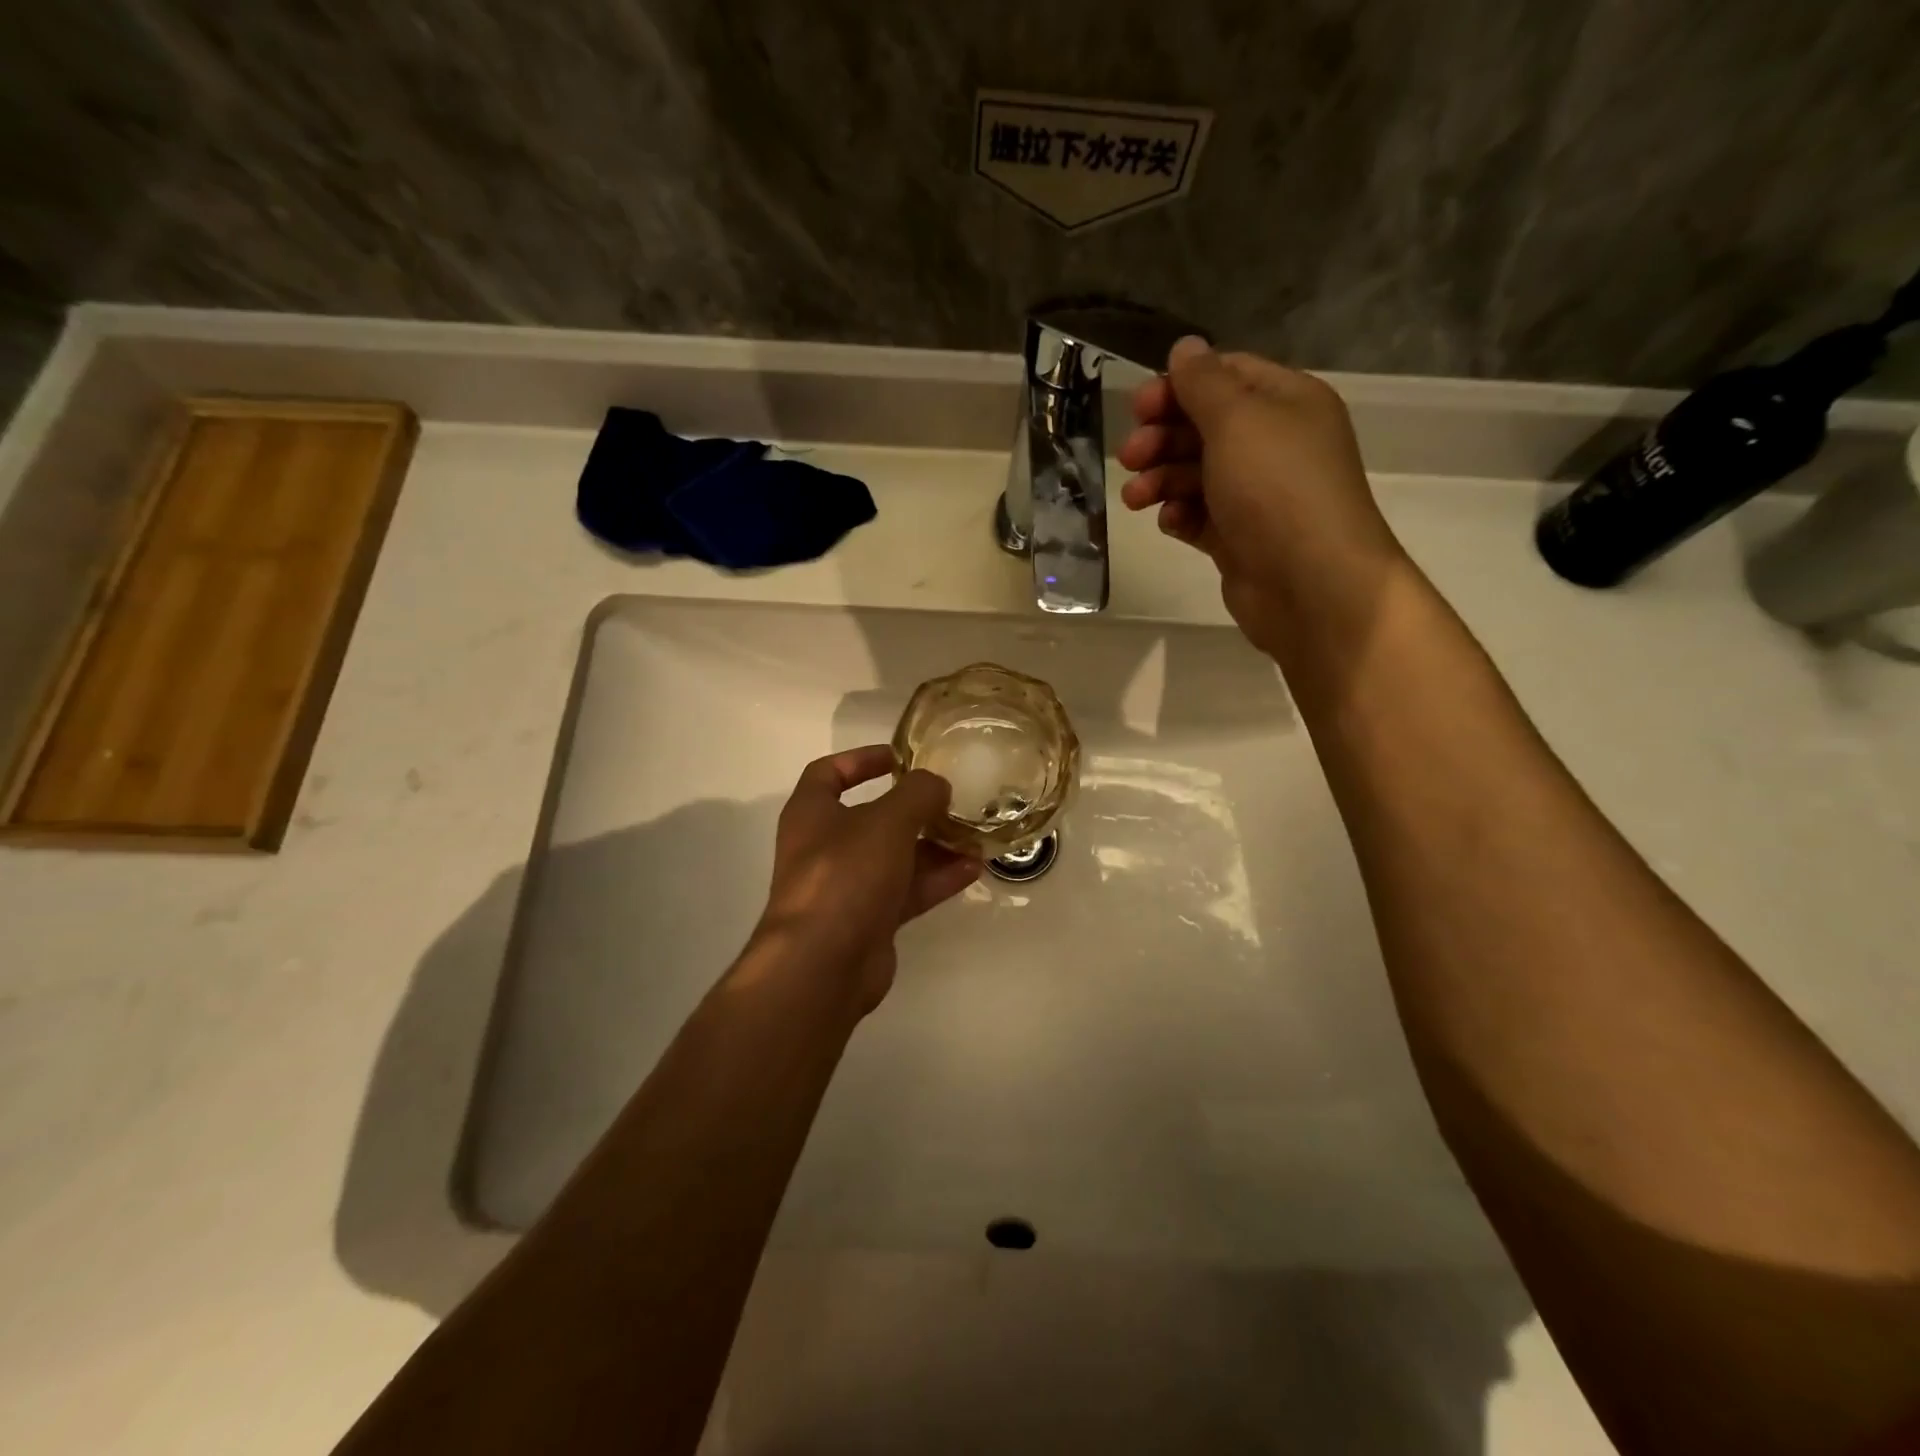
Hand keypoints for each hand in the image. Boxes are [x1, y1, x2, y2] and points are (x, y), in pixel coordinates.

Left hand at [750, 746, 982, 1014]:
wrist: (823, 964)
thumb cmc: (845, 874)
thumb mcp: (886, 820)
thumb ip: (917, 794)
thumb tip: (937, 785)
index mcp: (812, 813)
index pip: (829, 772)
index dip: (862, 759)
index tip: (901, 757)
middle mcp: (825, 847)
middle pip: (873, 818)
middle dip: (914, 809)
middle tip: (952, 801)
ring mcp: (847, 886)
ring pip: (896, 857)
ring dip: (934, 846)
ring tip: (975, 837)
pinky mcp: (869, 921)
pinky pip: (907, 891)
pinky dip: (937, 879)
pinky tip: (973, 869)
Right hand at [1118, 336, 1406, 656]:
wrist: (1310, 584)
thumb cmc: (1276, 489)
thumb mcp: (1237, 420)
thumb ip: (1204, 383)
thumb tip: (1185, 347)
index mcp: (1286, 402)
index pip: (1225, 376)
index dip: (1179, 387)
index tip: (1138, 408)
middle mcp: (1273, 443)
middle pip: (1204, 427)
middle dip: (1162, 438)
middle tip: (1129, 457)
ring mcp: (1256, 495)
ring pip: (1196, 474)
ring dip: (1161, 480)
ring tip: (1136, 498)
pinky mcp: (1240, 538)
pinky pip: (1200, 516)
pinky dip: (1180, 515)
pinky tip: (1169, 523)